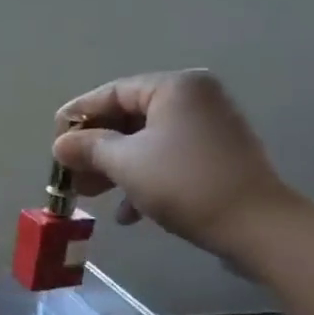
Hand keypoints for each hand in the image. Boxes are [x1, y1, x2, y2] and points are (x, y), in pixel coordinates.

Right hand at [50, 71, 311, 265]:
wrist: (259, 227)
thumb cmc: (185, 184)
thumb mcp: (126, 163)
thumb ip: (88, 147)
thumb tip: (61, 144)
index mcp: (174, 87)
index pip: (111, 92)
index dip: (77, 117)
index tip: (54, 142)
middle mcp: (194, 98)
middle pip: (128, 117)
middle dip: (95, 149)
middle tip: (71, 174)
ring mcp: (209, 128)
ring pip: (146, 141)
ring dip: (115, 168)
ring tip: (91, 195)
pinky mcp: (217, 156)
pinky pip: (168, 158)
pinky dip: (144, 178)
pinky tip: (128, 213)